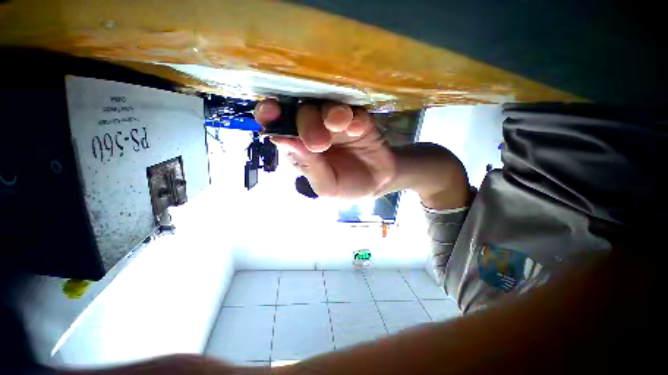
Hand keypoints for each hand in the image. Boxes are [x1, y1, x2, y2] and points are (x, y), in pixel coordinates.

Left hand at [255, 99, 395, 198]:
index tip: (271, 112)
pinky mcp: (358, 120)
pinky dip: (355, 117)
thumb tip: (280, 139)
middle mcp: (316, 131)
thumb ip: (307, 165)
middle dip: (308, 123)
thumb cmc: (347, 187)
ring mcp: (337, 124)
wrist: (378, 183)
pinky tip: (359, 129)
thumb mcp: (326, 186)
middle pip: (303, 112)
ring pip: (327, 105)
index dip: (271, 115)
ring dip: (332, 113)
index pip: (279, 126)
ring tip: (342, 125)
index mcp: (302, 148)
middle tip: (320, 143)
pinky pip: (355, 110)